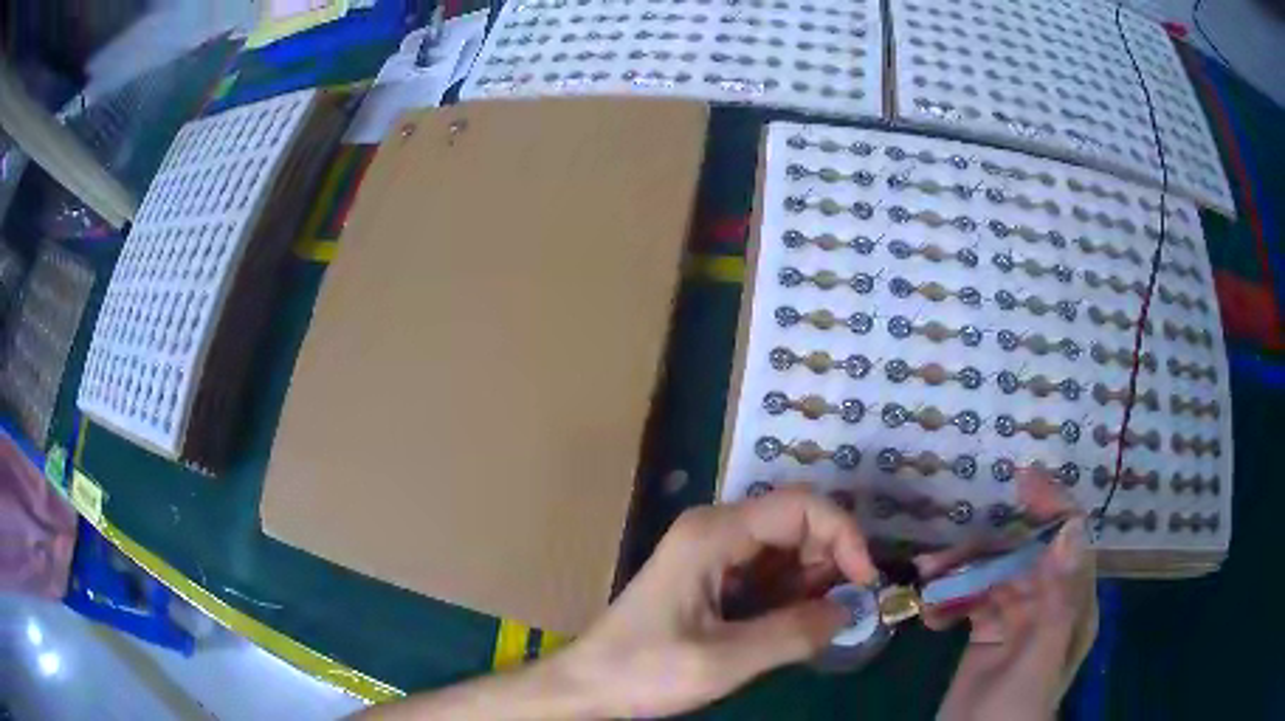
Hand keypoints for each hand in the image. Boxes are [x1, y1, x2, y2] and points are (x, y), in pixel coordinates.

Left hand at [552, 486, 877, 717]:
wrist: (587, 686)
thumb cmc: (644, 671)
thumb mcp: (724, 661)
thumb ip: (793, 634)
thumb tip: (849, 611)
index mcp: (713, 534)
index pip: (801, 506)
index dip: (844, 535)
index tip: (864, 582)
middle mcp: (714, 529)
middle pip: (795, 521)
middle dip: (830, 560)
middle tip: (841, 609)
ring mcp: (710, 551)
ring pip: (784, 546)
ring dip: (812, 579)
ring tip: (814, 623)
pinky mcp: (710, 574)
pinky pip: (766, 570)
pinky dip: (790, 592)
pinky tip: (790, 623)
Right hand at [917, 469, 1097, 720]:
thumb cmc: (1014, 710)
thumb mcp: (1040, 657)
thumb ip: (1059, 597)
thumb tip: (1069, 528)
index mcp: (1072, 605)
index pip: (1070, 541)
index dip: (1052, 506)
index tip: (1021, 481)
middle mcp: (1049, 604)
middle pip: (1022, 558)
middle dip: (984, 552)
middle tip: (940, 557)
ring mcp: (1017, 620)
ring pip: (992, 578)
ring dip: (960, 575)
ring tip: (924, 582)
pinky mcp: (987, 634)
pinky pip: (972, 602)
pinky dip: (951, 601)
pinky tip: (930, 615)